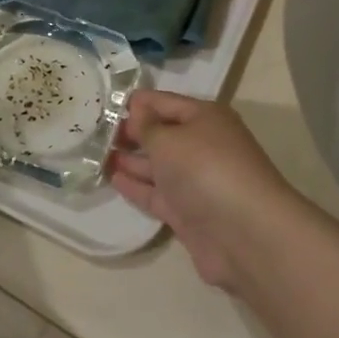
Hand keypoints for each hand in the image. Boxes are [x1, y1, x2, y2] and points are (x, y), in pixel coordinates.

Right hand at [108, 90, 298, 290]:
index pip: (164, 102)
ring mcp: (196, 181)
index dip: (137, 103)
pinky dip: (137, 185)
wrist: (245, 234)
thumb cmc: (205, 170)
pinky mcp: (189, 213)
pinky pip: (157, 193)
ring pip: (158, 165)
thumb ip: (147, 126)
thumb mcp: (169, 139)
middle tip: (93, 131)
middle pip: (162, 133)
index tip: (104, 104)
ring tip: (95, 154)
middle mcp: (203, 145)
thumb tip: (137, 112)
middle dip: (131, 132)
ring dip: (130, 159)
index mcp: (205, 118)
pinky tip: (113, 178)